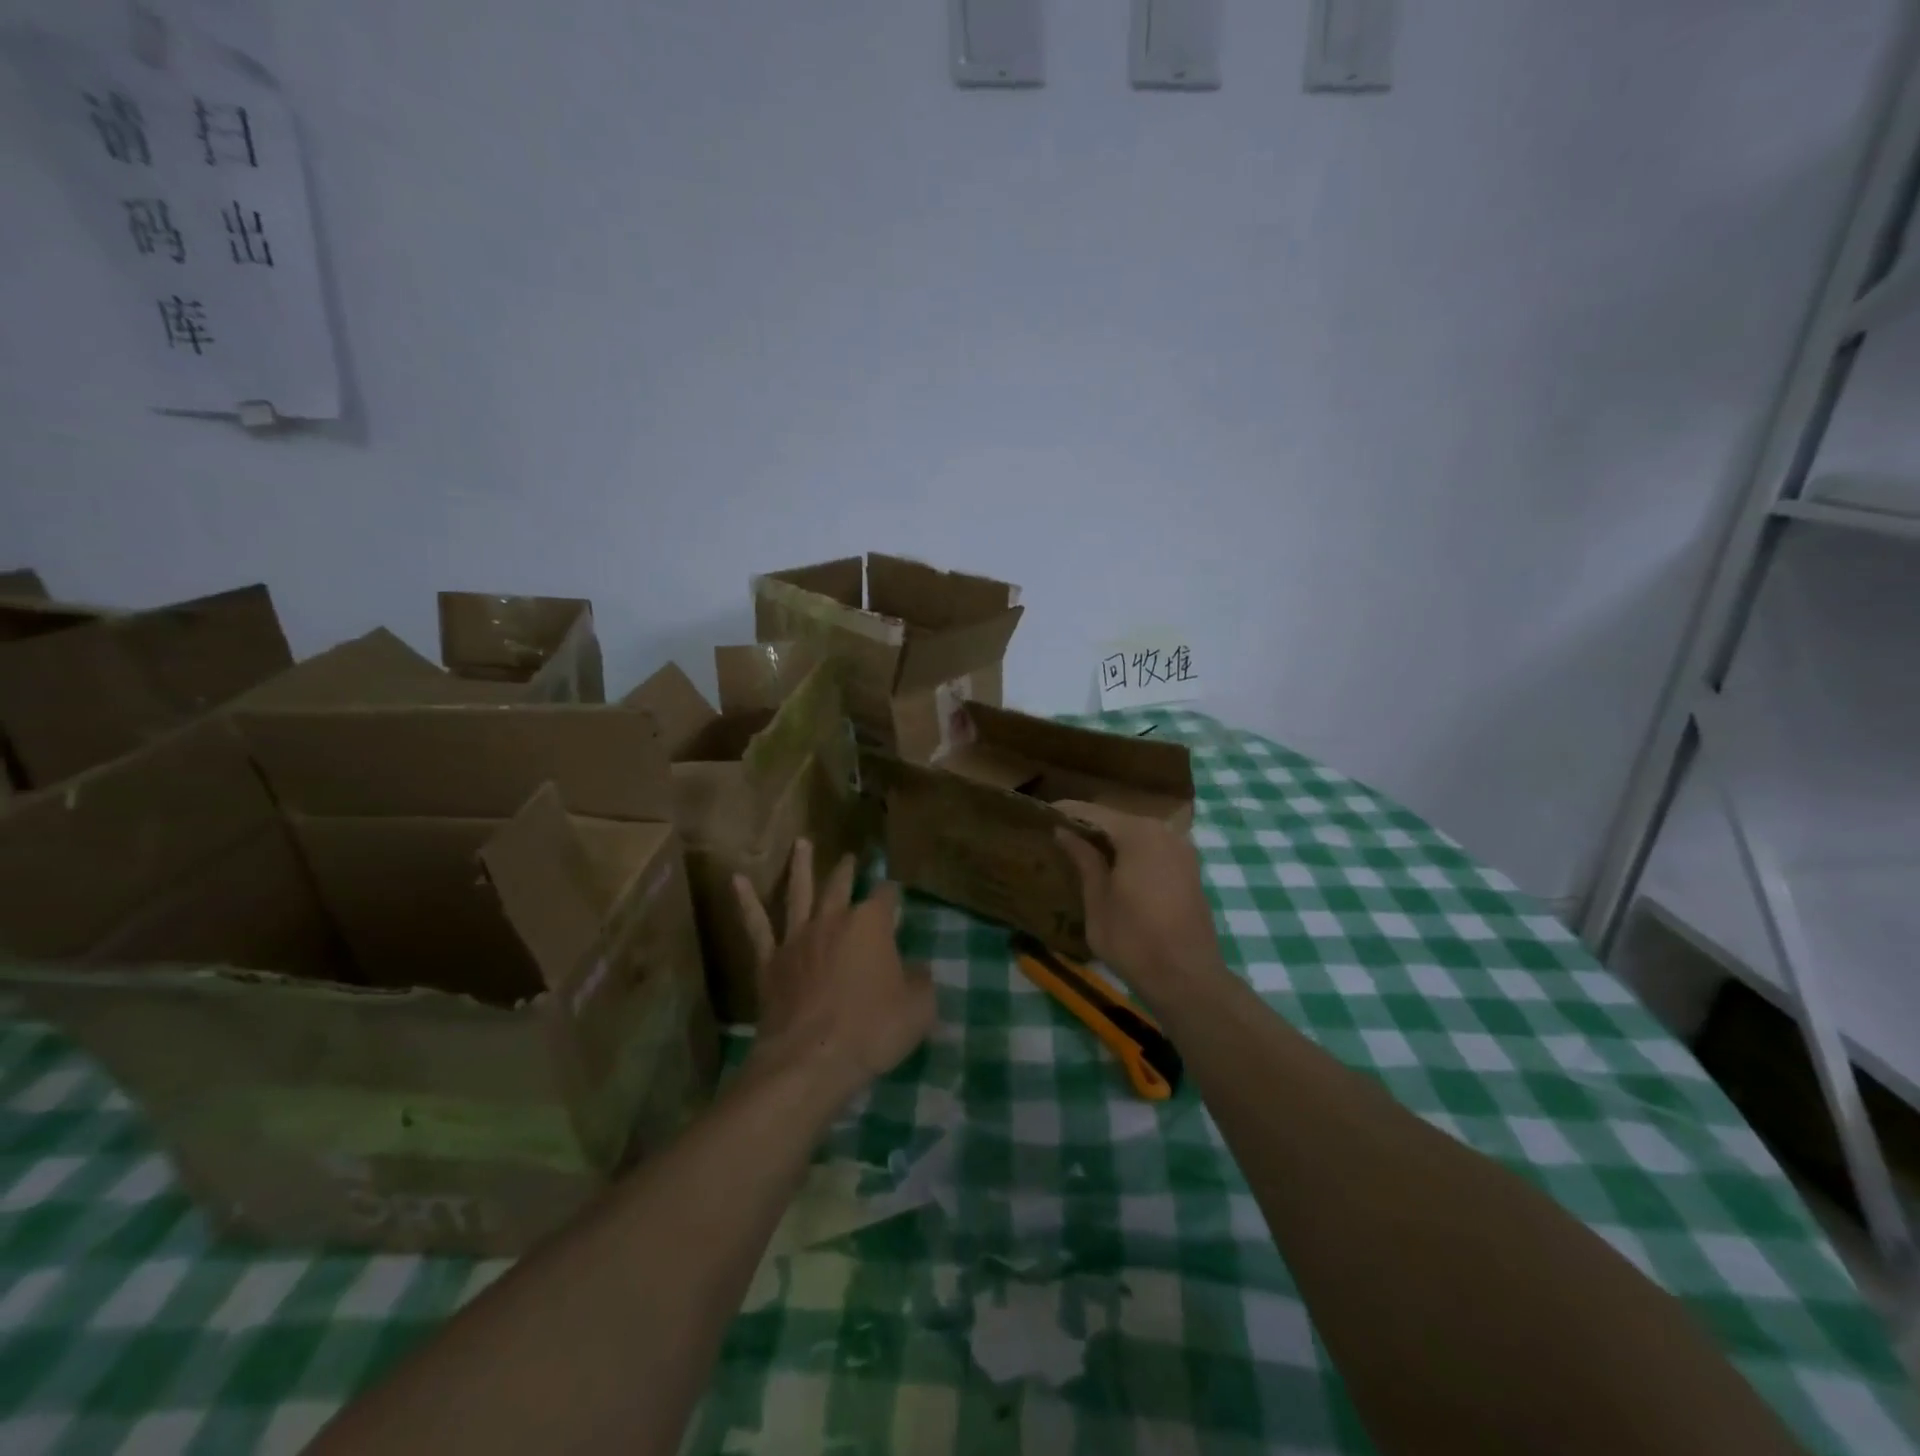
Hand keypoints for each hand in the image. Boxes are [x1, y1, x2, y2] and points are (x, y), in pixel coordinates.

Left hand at [733, 839, 935, 1110]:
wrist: (810, 1059)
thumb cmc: (871, 1031)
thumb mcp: (918, 1009)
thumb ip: (921, 982)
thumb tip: (918, 969)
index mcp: (870, 925)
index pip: (886, 896)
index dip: (892, 892)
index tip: (895, 892)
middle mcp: (832, 920)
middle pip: (841, 885)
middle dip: (848, 870)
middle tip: (851, 857)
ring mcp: (797, 938)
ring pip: (798, 893)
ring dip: (801, 867)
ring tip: (801, 844)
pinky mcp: (769, 960)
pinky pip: (756, 925)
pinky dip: (745, 901)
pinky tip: (736, 880)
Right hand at [1054, 801, 1223, 1002]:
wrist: (1187, 978)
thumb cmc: (1134, 940)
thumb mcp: (1098, 900)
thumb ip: (1083, 860)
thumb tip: (1063, 831)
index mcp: (1138, 834)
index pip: (1094, 812)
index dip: (1067, 811)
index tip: (1044, 815)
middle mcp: (1164, 831)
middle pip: (1118, 819)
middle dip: (1089, 825)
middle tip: (1059, 834)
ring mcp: (1182, 849)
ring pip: (1137, 833)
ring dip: (1112, 839)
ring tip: (1081, 850)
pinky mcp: (1190, 868)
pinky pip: (1154, 848)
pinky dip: (1132, 851)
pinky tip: (1113, 866)